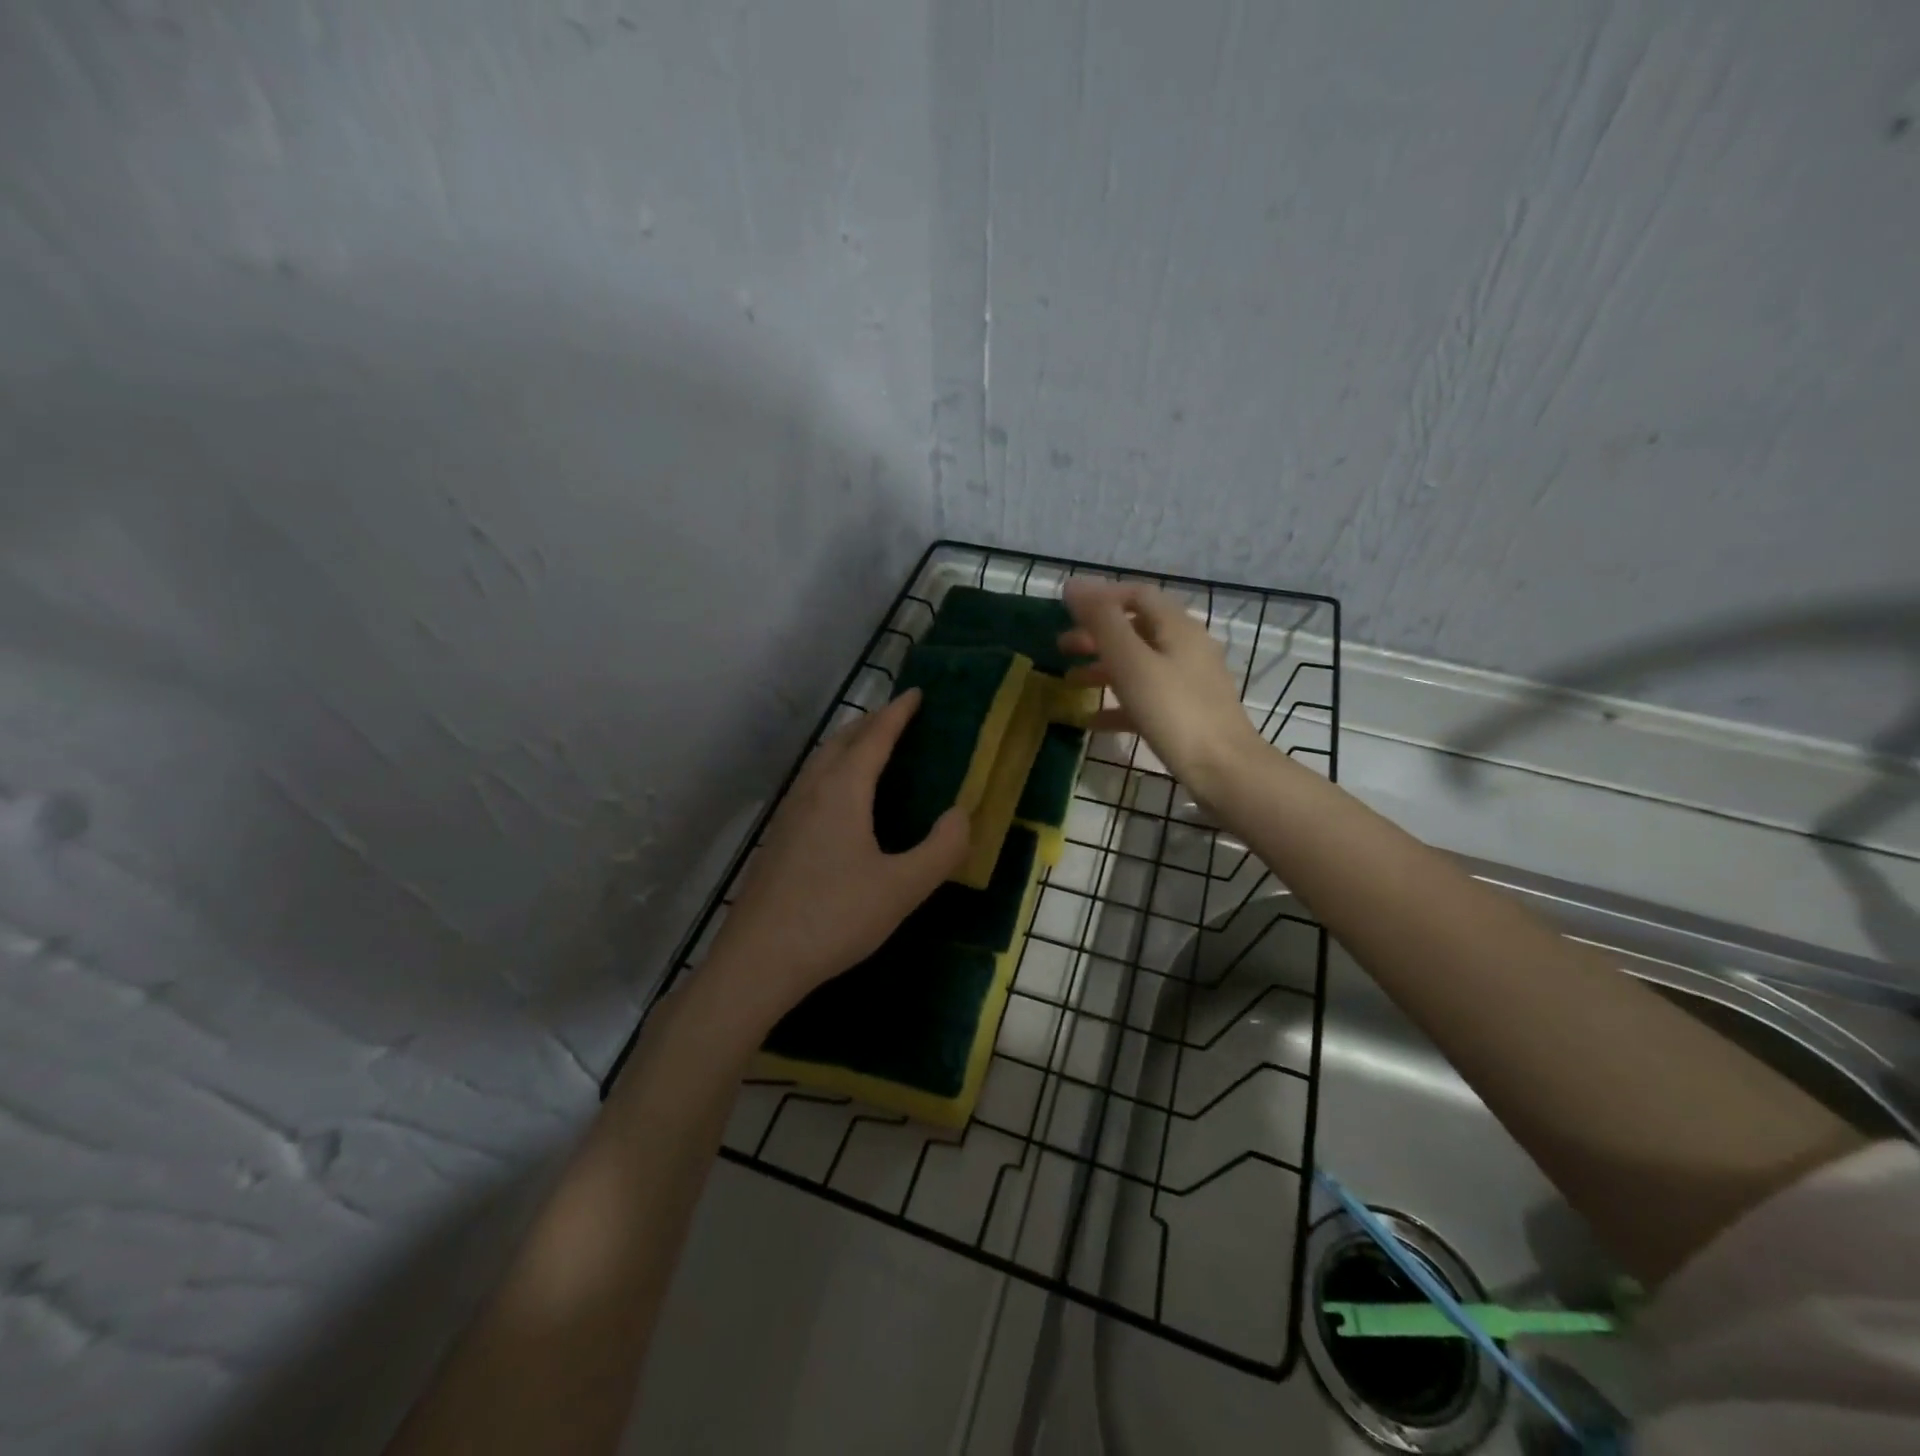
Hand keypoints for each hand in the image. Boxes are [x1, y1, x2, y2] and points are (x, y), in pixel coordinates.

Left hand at [702, 690, 970, 1030]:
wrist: (758, 960)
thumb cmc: (835, 918)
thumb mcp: (902, 888)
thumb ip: (941, 849)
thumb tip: (961, 814)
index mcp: (843, 791)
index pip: (874, 737)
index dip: (898, 713)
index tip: (917, 693)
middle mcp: (811, 791)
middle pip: (842, 740)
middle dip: (871, 722)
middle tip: (899, 717)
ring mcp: (788, 814)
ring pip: (820, 761)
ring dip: (848, 743)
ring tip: (871, 747)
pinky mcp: (777, 838)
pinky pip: (809, 782)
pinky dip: (832, 769)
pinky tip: (838, 798)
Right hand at [1059, 578, 1267, 804]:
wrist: (1223, 769)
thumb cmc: (1174, 710)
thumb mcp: (1131, 661)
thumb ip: (1102, 622)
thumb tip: (1074, 584)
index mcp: (1177, 627)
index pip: (1137, 595)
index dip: (1101, 598)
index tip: (1067, 612)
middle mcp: (1187, 647)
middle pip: (1136, 629)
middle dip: (1097, 634)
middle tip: (1062, 647)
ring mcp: (1189, 681)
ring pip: (1139, 663)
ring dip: (1103, 667)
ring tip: (1070, 681)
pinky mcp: (1187, 712)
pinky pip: (1146, 696)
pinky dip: (1118, 701)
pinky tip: (1092, 719)